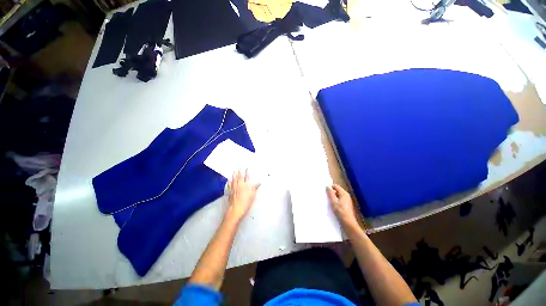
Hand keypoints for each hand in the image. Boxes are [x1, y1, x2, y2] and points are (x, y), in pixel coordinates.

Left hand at [226, 169, 259, 222]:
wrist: (236, 210)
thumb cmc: (246, 203)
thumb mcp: (253, 196)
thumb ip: (255, 188)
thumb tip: (259, 183)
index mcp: (246, 186)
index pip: (247, 177)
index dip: (247, 172)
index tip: (247, 168)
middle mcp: (239, 185)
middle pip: (239, 177)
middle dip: (239, 172)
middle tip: (239, 168)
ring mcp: (234, 188)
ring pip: (233, 180)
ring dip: (234, 175)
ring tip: (234, 171)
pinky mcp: (230, 192)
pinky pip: (229, 185)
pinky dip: (229, 182)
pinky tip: (228, 180)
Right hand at [327, 184, 358, 228]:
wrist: (348, 223)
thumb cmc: (340, 211)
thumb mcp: (333, 201)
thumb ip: (330, 193)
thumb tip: (328, 186)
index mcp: (344, 193)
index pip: (336, 186)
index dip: (330, 187)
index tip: (325, 191)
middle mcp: (346, 195)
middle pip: (337, 190)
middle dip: (331, 192)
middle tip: (325, 196)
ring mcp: (347, 200)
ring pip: (338, 195)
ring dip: (333, 197)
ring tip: (328, 201)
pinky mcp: (347, 205)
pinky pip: (340, 200)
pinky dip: (336, 201)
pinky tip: (333, 205)